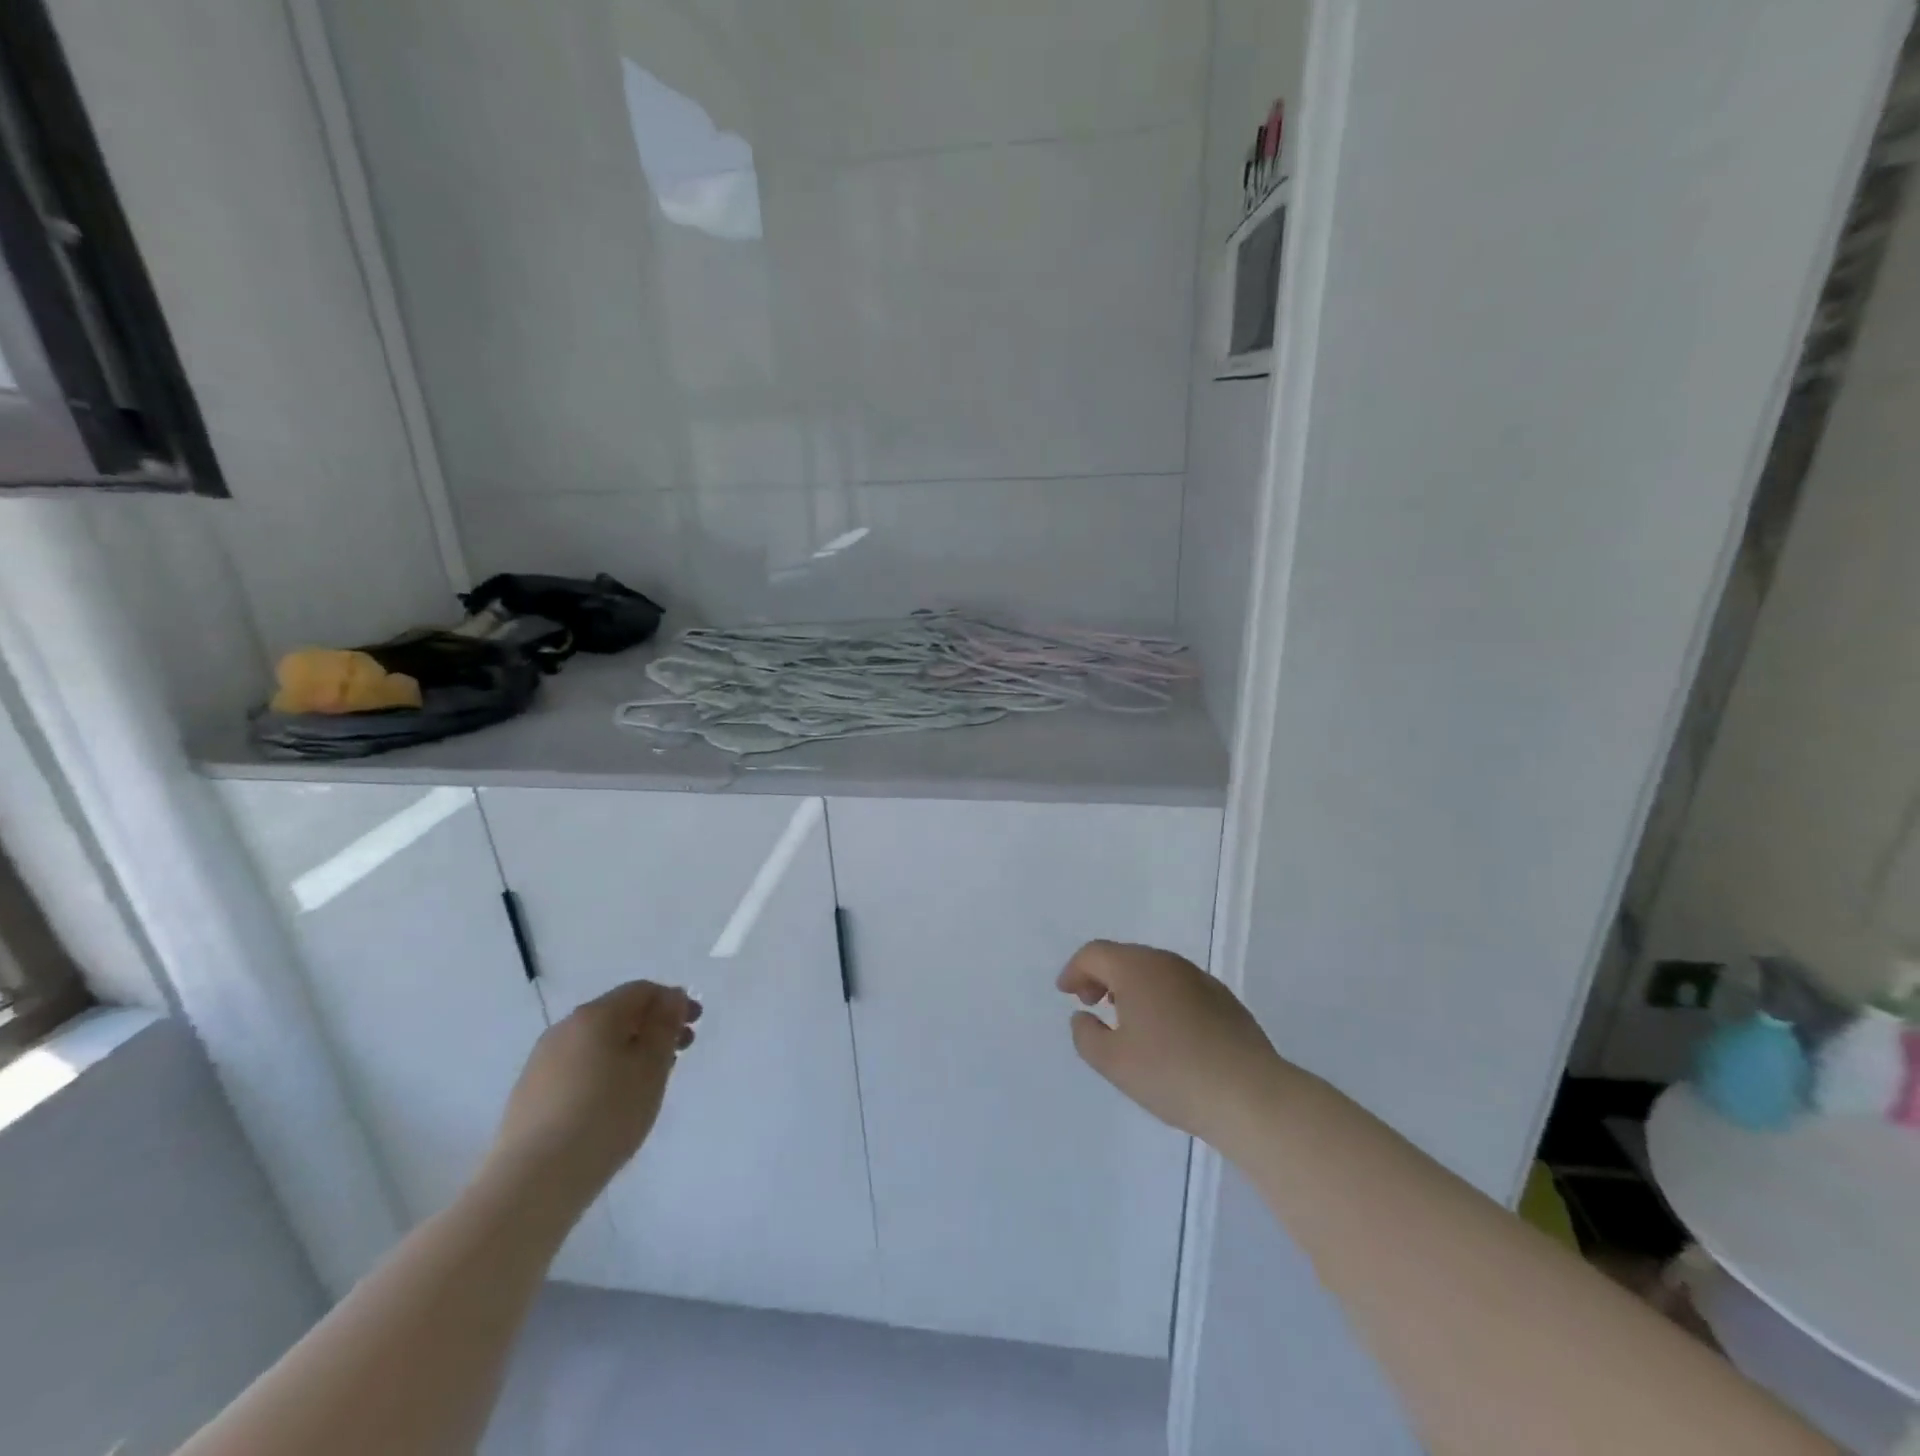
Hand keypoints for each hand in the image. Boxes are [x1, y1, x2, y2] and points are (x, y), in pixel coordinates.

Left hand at [488, 981, 699, 1210]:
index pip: (641, 991)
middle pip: (618, 1014)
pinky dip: (604, 1071)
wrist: (533, 1182)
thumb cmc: (606, 1115)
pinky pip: (577, 1067)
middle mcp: (564, 1029)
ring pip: (597, 1043)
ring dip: (629, 1050)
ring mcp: (541, 1061)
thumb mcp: (651, 1067)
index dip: (672, 1001)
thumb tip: (672, 997)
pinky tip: (612, 1103)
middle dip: (653, 1027)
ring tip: (649, 1082)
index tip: (694, 1026)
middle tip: (680, 1053)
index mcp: (595, 1015)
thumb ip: (665, 1025)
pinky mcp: (529, 1093)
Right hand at [1059, 941, 1283, 1147]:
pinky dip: (1159, 997)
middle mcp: (1168, 963)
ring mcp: (1200, 979)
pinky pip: (1178, 987)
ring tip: (1124, 1020)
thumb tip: (1083, 1016)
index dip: (1074, 971)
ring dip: (1131, 987)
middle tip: (1090, 1004)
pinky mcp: (1224, 1000)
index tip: (1066, 994)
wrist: (1250, 1095)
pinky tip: (1163, 1033)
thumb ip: (1086, 1035)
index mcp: (1137, 968)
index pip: (1094, 954)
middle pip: (1125, 957)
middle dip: (1101, 976)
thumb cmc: (1171, 1074)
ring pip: (1154, 971)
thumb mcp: (1113, 1062)